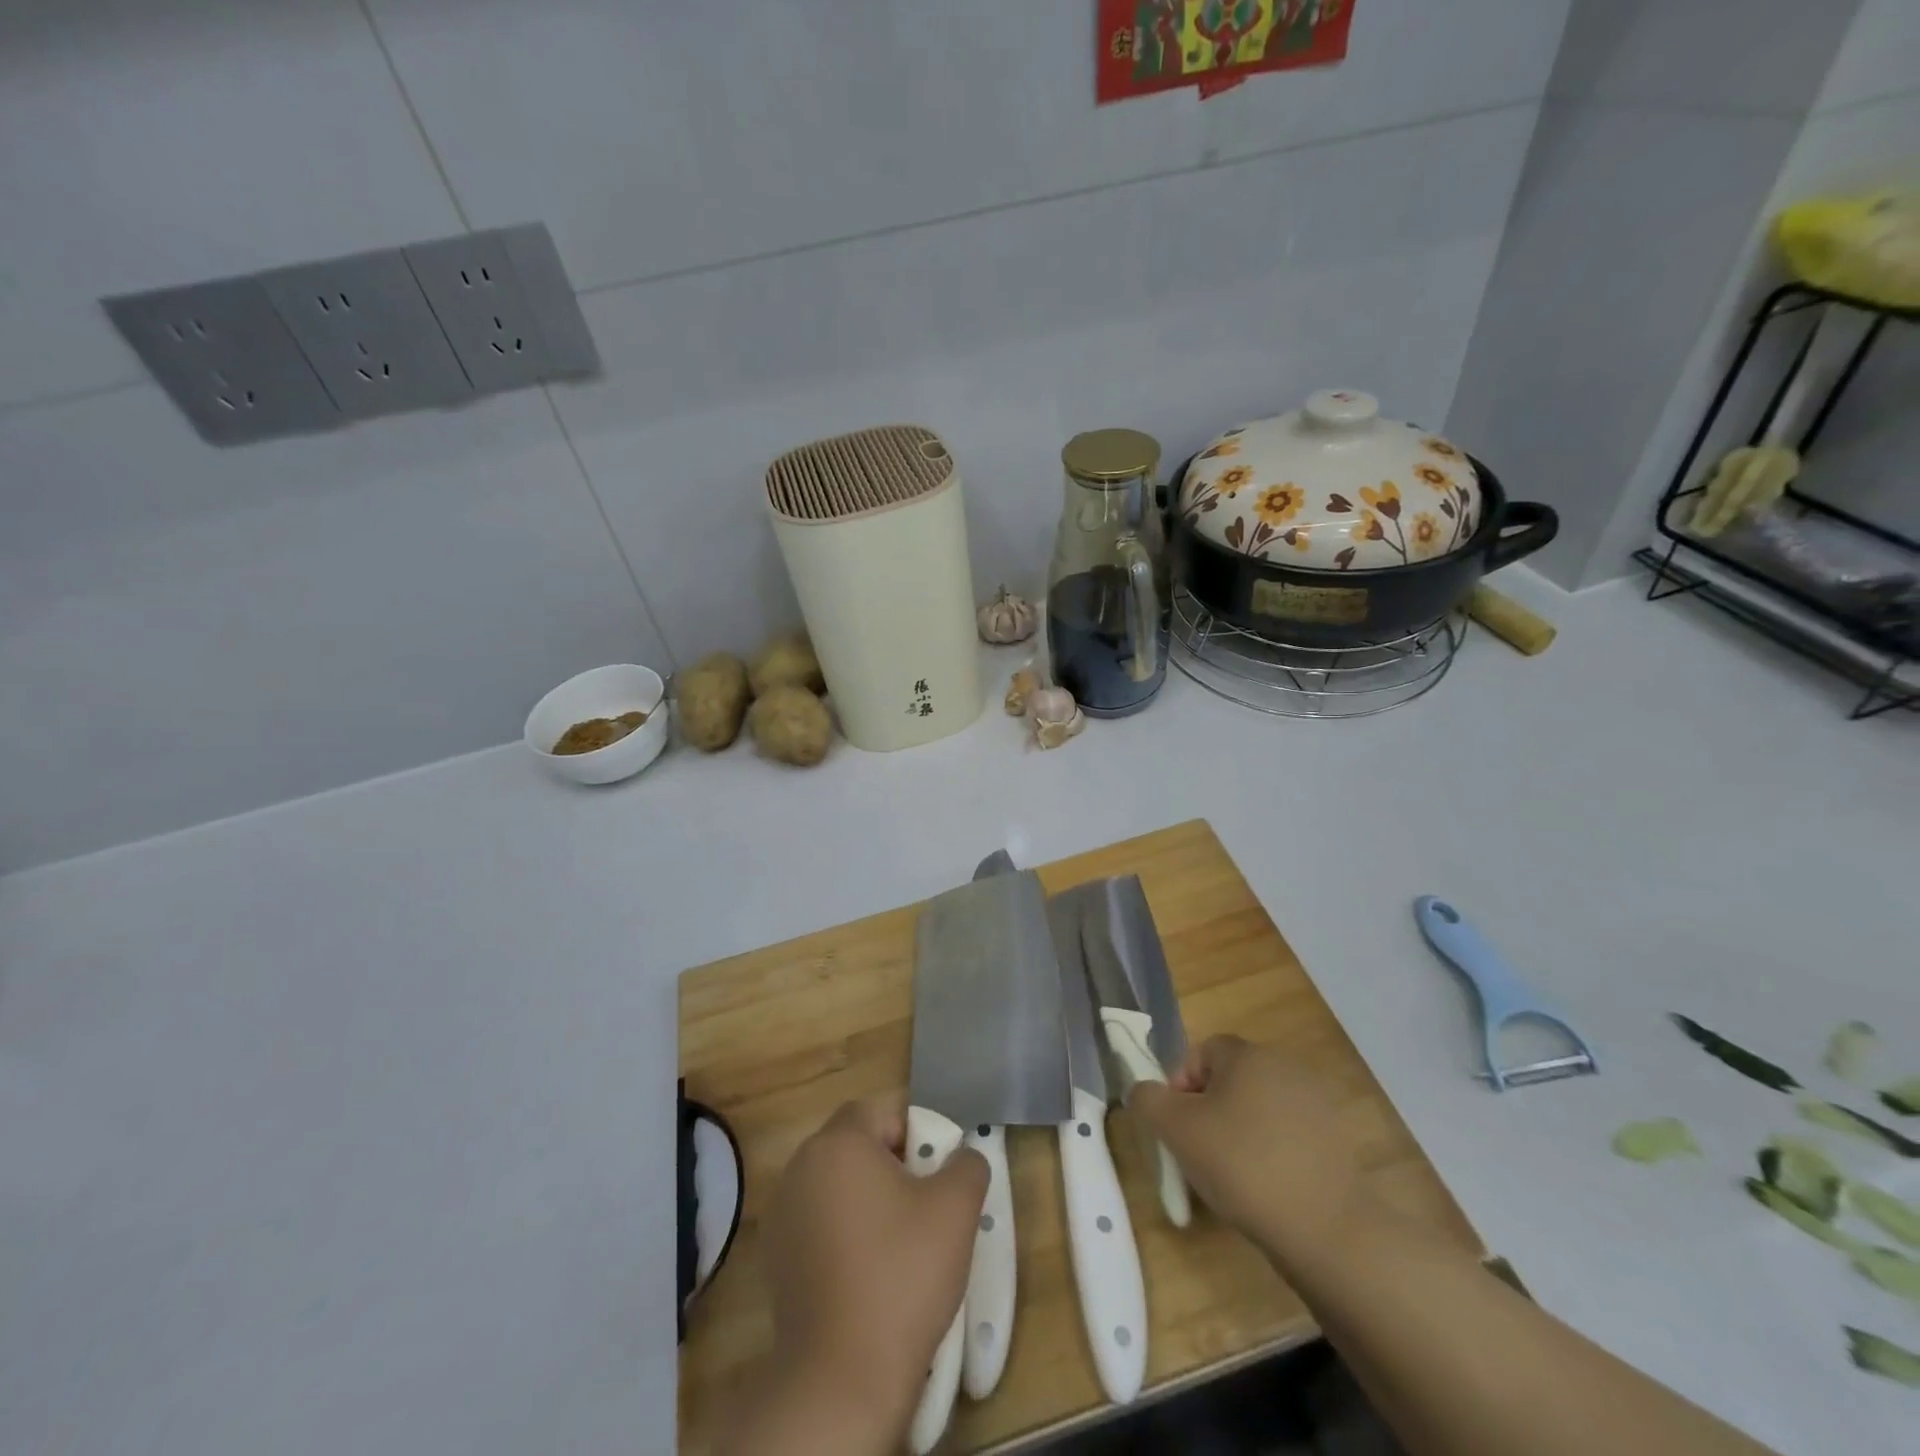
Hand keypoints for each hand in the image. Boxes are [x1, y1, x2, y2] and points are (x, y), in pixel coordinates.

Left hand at [756, 1097, 987, 1442]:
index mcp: (838, 1143)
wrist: (842, 1376)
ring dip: (868, 1199)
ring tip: (900, 1242)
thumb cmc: (902, 1274)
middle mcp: (801, 1166)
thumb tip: (962, 1157)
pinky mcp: (775, 1258)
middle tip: (925, 1204)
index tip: (936, 1170)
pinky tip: (867, 1273)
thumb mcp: (956, 1208)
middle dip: (893, 1164)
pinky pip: (819, 1223)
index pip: (880, 1111)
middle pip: (856, 1145)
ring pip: (837, 1185)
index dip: (915, 1131)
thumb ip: (967, 1163)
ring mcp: (782, 1213)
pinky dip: (844, 1234)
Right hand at [1129, 1035, 1366, 1271]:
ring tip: (1231, 1177)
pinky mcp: (1337, 1143)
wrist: (1329, 1231)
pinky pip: (1287, 1137)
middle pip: (1231, 1079)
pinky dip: (1270, 1154)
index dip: (1180, 1084)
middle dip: (1209, 1110)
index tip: (1177, 1125)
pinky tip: (1266, 1190)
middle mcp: (1285, 1067)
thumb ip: (1148, 1100)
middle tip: (1198, 1151)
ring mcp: (1317, 1105)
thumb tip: (1144, 1091)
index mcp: (1248, 1054)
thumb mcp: (1176, 1130)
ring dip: (1239, 1133)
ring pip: (1259, 1109)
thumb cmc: (1243, 1166)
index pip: (1201, 1052)